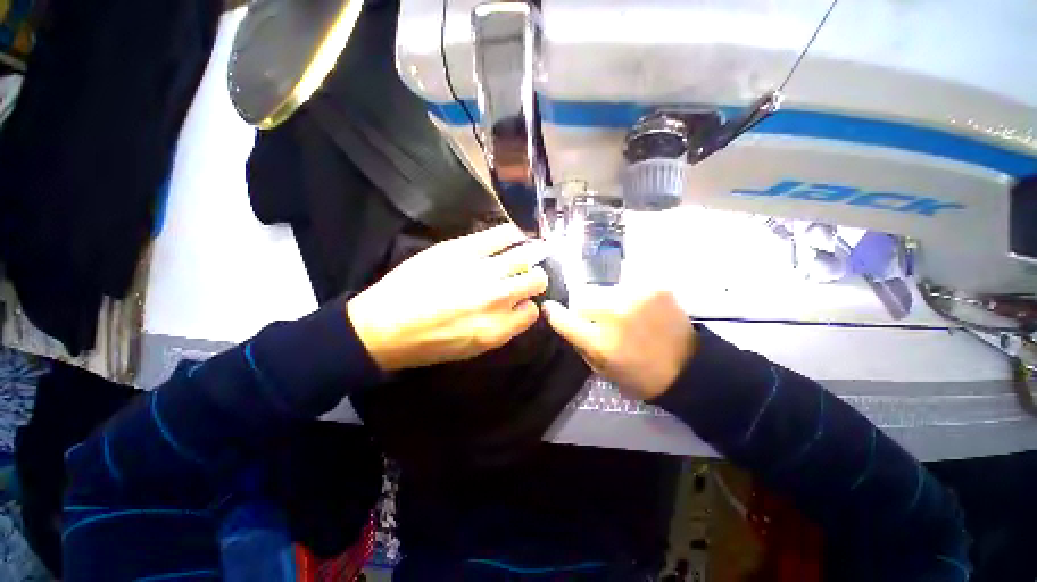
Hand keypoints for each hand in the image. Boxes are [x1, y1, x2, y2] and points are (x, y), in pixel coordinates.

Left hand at [347, 224, 548, 370]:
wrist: (384, 326)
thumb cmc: (428, 344)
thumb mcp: (472, 349)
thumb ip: (502, 329)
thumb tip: (517, 308)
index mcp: (498, 329)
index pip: (532, 311)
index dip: (527, 306)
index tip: (519, 302)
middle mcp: (497, 298)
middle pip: (536, 280)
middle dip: (534, 279)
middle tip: (524, 277)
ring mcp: (482, 270)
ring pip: (525, 256)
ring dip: (529, 256)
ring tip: (522, 254)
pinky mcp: (464, 248)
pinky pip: (502, 234)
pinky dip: (513, 234)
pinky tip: (512, 236)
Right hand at [541, 288, 696, 400]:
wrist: (688, 368)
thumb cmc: (640, 376)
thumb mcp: (602, 369)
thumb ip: (580, 343)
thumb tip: (566, 320)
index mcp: (600, 341)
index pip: (563, 318)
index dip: (554, 313)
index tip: (550, 308)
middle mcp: (614, 314)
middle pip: (582, 299)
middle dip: (585, 311)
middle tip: (599, 321)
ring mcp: (635, 297)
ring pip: (603, 291)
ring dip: (607, 302)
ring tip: (623, 315)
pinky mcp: (653, 287)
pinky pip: (627, 286)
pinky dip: (628, 296)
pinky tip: (639, 309)